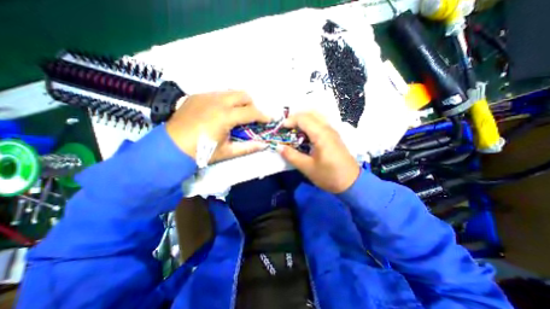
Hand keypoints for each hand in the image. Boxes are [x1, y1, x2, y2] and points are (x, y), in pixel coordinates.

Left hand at [166, 91, 271, 163]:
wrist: (170, 147)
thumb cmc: (201, 152)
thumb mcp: (227, 152)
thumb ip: (248, 147)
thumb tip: (264, 145)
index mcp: (225, 116)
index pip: (252, 112)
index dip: (264, 115)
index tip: (270, 119)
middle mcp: (217, 101)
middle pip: (244, 94)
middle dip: (252, 105)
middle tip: (251, 117)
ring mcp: (206, 95)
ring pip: (231, 91)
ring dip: (240, 101)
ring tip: (237, 114)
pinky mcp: (197, 95)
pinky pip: (218, 93)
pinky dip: (226, 100)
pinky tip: (221, 112)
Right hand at [277, 112, 359, 190]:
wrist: (351, 182)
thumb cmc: (329, 176)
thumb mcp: (307, 168)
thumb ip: (291, 156)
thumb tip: (278, 147)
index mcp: (321, 135)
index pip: (303, 119)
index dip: (290, 120)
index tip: (280, 128)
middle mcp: (328, 128)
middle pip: (310, 113)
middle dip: (295, 117)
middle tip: (285, 127)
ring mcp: (332, 131)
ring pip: (316, 116)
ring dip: (303, 119)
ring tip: (293, 129)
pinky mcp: (333, 136)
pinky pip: (320, 122)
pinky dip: (310, 123)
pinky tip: (304, 134)